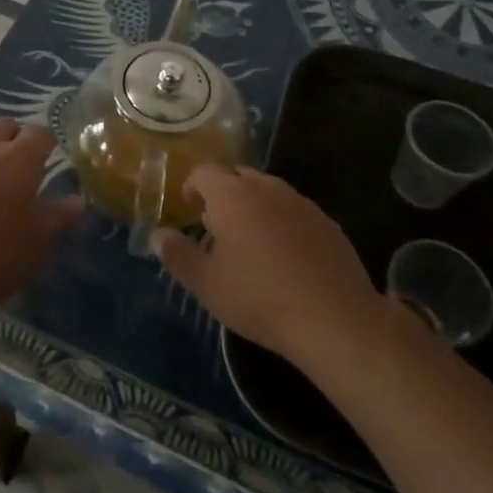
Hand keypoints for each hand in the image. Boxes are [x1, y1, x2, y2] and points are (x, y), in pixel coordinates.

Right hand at [154, 166, 384, 369]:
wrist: (334, 319)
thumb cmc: (260, 298)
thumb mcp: (208, 284)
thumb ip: (178, 255)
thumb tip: (158, 235)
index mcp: (232, 196)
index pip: (205, 172)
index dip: (192, 184)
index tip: (188, 205)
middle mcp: (267, 188)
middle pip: (238, 177)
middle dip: (224, 193)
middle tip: (216, 224)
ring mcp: (301, 203)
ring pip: (269, 191)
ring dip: (255, 205)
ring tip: (250, 240)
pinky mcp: (327, 223)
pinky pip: (295, 210)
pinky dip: (283, 222)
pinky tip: (286, 256)